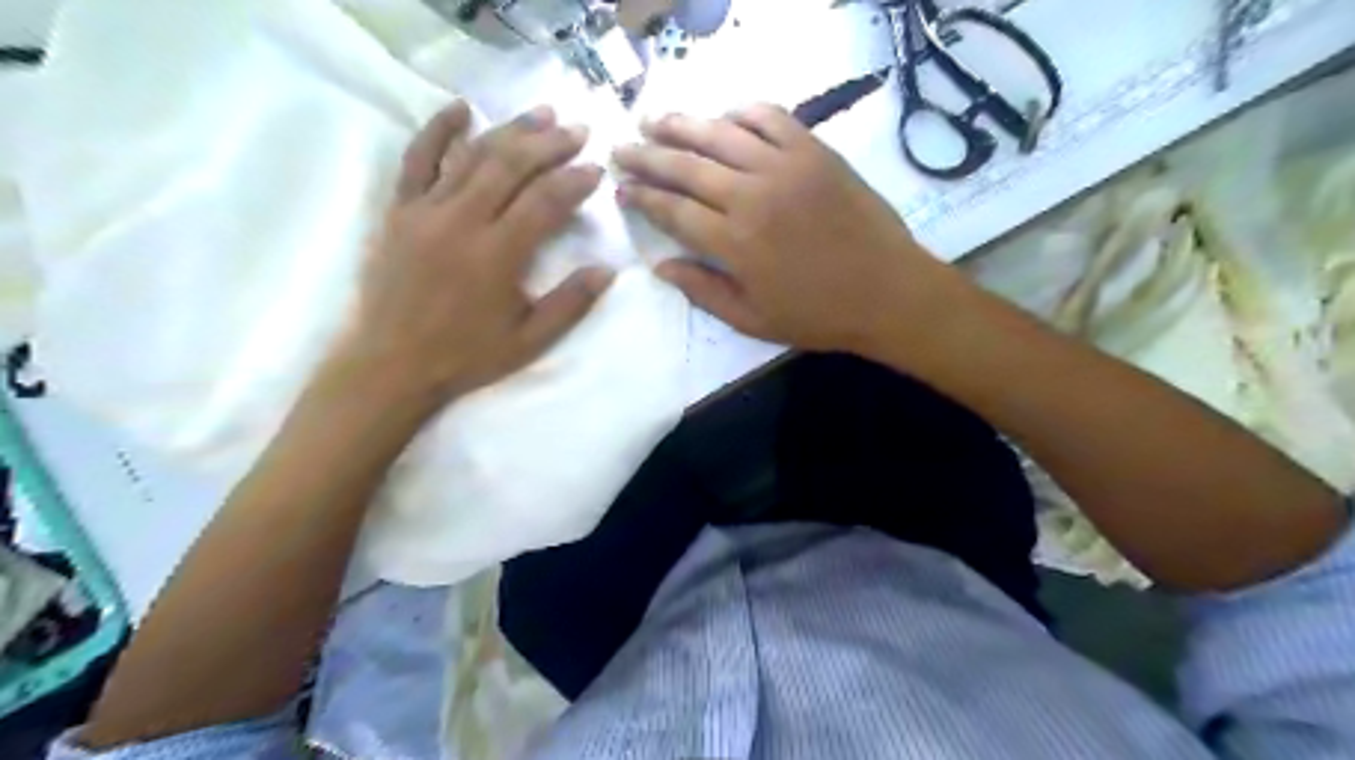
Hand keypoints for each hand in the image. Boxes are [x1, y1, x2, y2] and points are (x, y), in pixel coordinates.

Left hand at [340, 101, 614, 412]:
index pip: (544, 201)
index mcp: (497, 255)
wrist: (391, 364)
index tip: (596, 169)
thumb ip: (570, 304)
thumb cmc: (465, 356)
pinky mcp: (400, 210)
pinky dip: (439, 129)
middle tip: (578, 131)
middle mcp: (462, 221)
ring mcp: (426, 210)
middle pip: (511, 166)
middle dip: (549, 144)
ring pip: (473, 155)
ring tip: (542, 114)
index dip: (574, 181)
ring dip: (510, 130)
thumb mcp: (529, 341)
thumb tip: (608, 270)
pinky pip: (418, 159)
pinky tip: (461, 108)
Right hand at [616, 103, 949, 356]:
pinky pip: (770, 117)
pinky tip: (724, 118)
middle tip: (621, 149)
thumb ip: (702, 291)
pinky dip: (741, 113)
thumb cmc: (818, 315)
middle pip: (685, 165)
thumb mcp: (752, 320)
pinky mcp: (814, 151)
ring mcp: (785, 166)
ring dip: (681, 125)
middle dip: (645, 156)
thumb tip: (660, 264)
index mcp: (734, 242)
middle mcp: (751, 195)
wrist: (887, 292)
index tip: (621, 189)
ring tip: (654, 122)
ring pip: (719, 134)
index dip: (641, 197)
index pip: (671, 209)